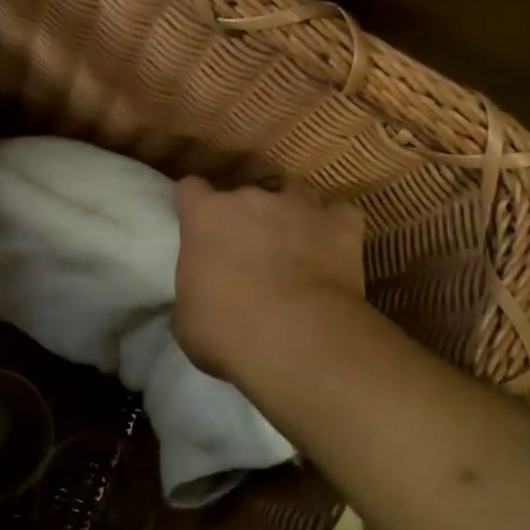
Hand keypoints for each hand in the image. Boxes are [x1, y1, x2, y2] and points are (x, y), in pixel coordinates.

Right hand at [173, 177, 366, 384]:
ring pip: (294, 195)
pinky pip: (339, 216)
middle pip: (245, 194)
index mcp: (205, 216)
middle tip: (247, 252)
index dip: (196, 206)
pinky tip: (333, 251)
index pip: (191, 189)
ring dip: (290, 216)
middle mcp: (251, 199)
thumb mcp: (187, 317)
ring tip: (293, 247)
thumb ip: (193, 289)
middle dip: (246, 217)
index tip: (198, 225)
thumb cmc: (225, 331)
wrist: (296, 339)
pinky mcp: (342, 225)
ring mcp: (300, 206)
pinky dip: (335, 231)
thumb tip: (204, 293)